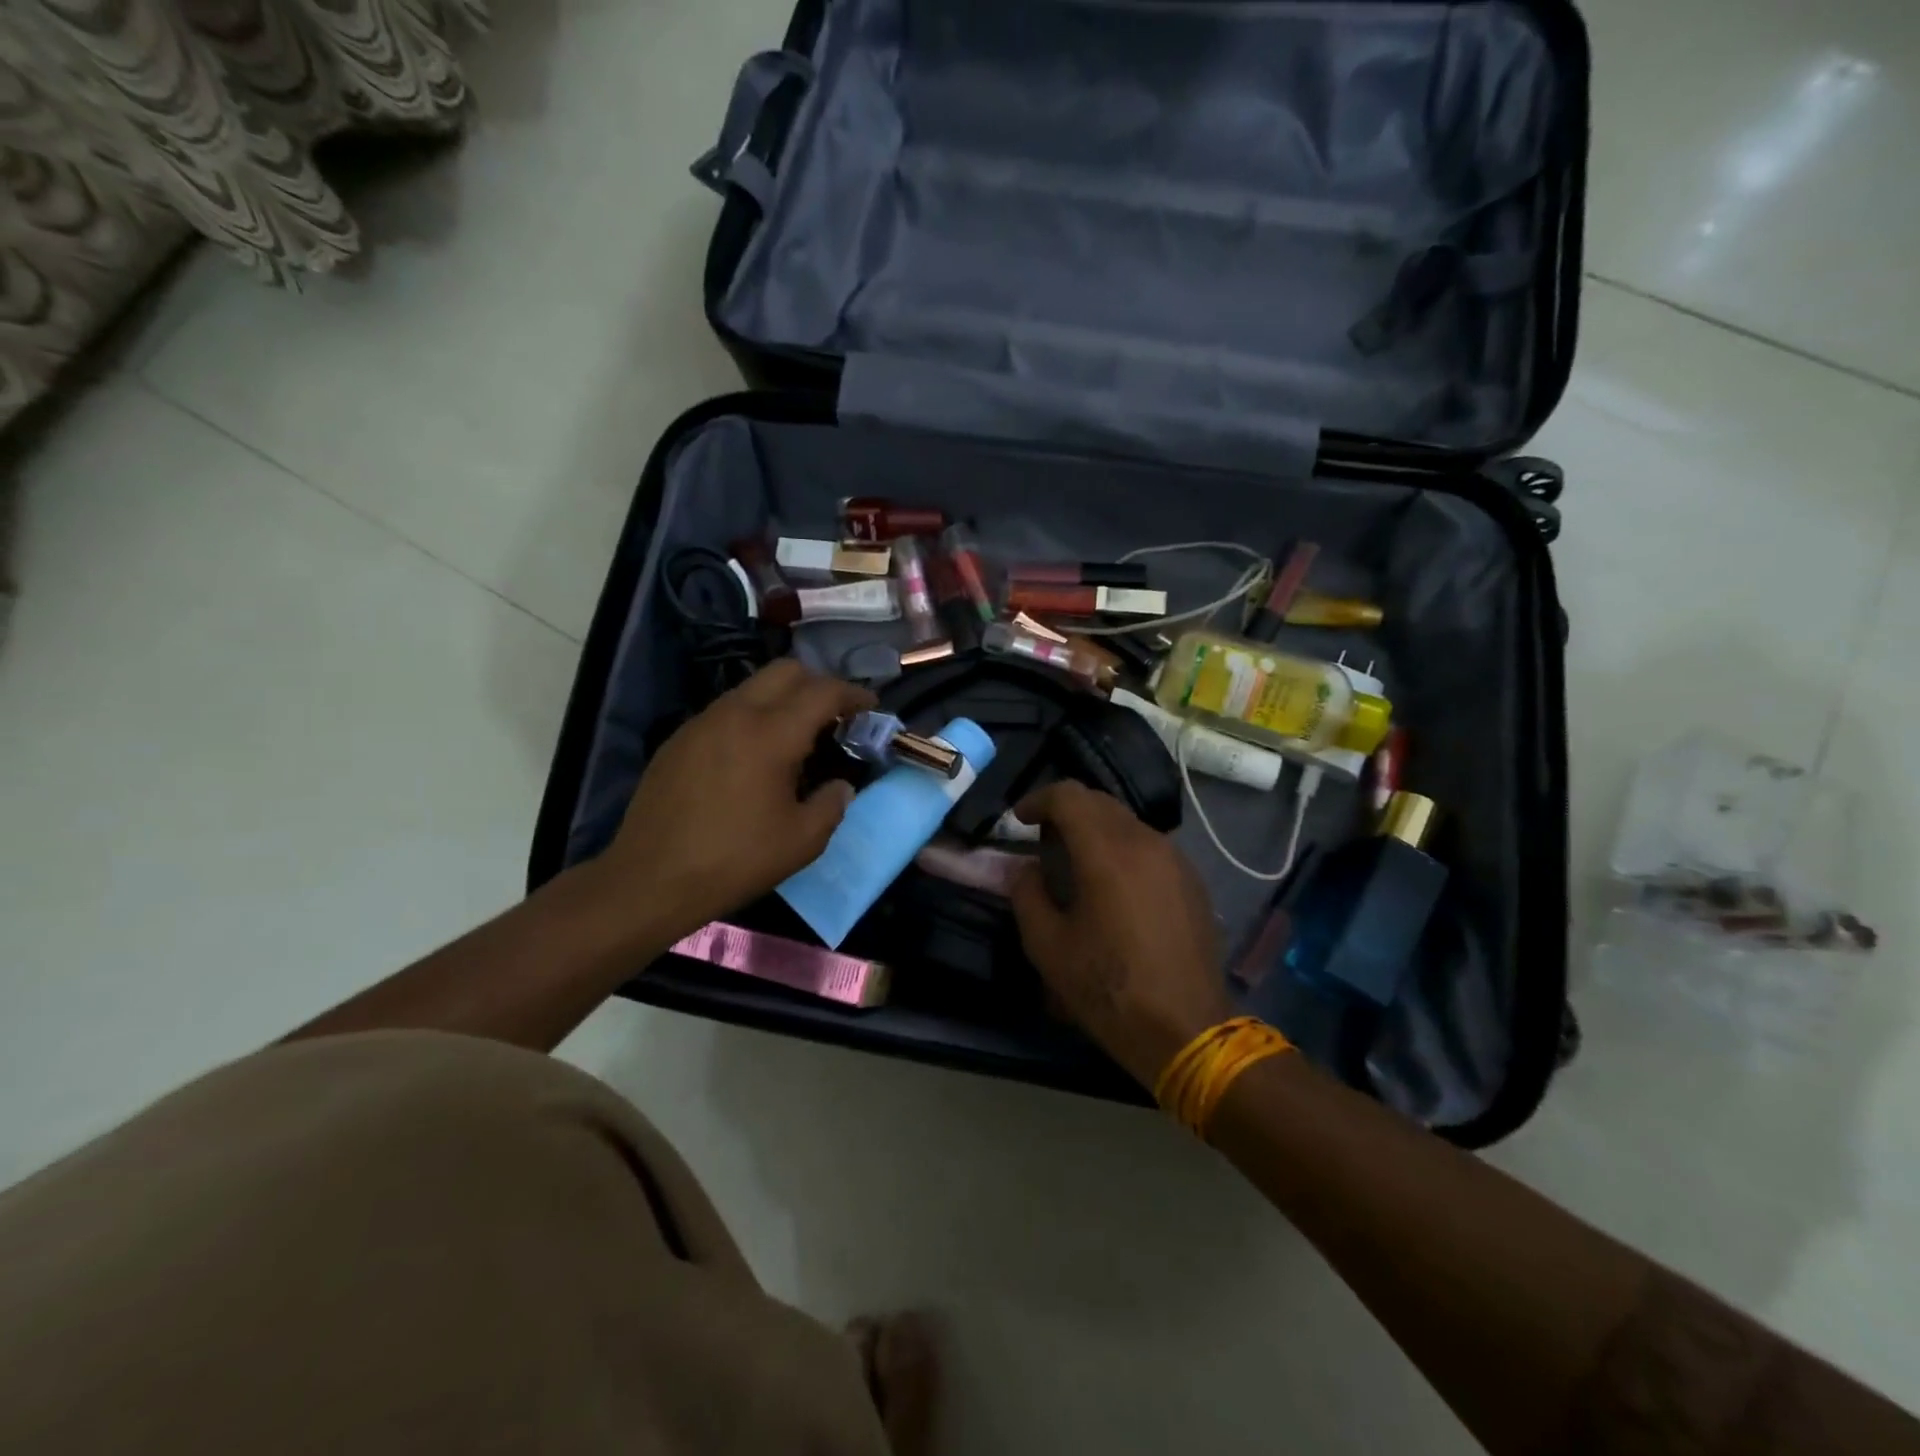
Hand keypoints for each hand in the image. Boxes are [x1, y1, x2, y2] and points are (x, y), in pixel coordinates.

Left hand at [597, 660, 874, 940]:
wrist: (650, 879)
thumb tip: (840, 786)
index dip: (853, 695)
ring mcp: (702, 722)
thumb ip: (832, 804)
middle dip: (817, 684)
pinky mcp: (679, 739)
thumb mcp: (803, 841)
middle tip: (833, 717)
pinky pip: (726, 710)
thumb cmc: (735, 860)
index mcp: (772, 734)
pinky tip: (752, 757)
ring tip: (795, 739)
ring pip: (752, 687)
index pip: (823, 691)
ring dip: (782, 700)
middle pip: (786, 670)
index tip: (870, 708)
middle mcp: (736, 714)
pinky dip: (752, 717)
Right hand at [1009, 781, 1234, 1087]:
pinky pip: (1150, 846)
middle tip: (1043, 839)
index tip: (1020, 820)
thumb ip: (1027, 894)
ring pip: (1127, 822)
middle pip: (1100, 802)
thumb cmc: (1109, 988)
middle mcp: (1146, 842)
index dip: (1038, 799)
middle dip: (1066, 811)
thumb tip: (1024, 867)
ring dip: (1096, 829)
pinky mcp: (1193, 880)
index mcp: (1107, 852)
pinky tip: (1114, 885)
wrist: (1188, 1029)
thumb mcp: (1048, 947)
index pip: (1069, 796)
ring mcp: (1176, 859)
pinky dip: (1123, 848)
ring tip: (1076, 862)